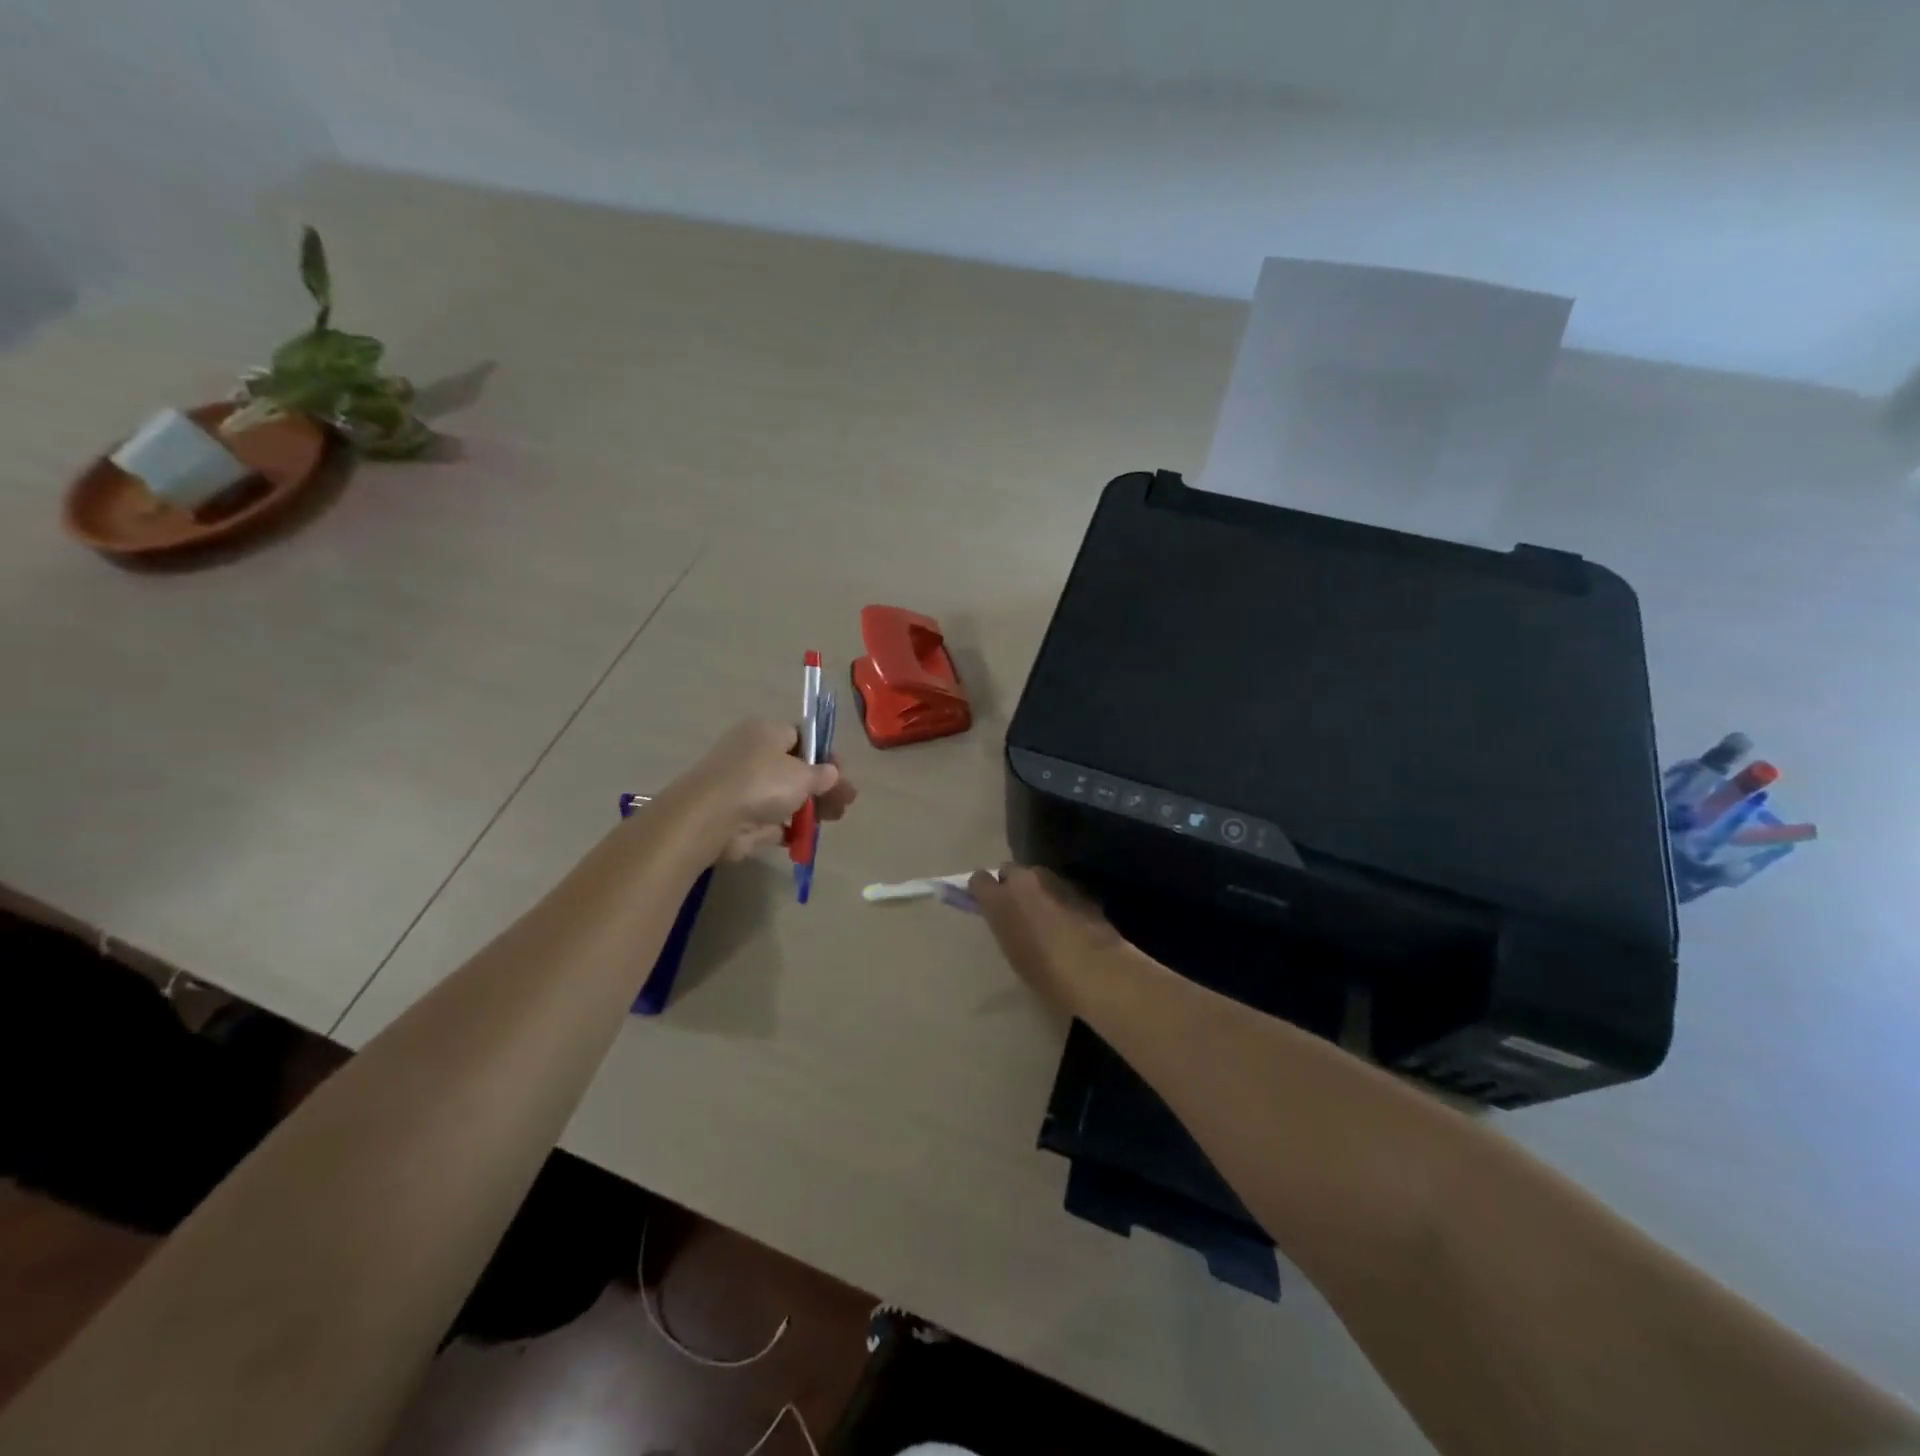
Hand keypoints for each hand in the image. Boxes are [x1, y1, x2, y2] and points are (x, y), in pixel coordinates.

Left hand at [667, 718, 856, 861]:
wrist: (711, 818)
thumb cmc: (761, 783)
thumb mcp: (802, 774)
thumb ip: (822, 775)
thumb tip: (831, 773)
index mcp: (766, 732)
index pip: (801, 737)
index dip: (824, 754)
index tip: (840, 772)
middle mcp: (753, 755)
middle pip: (796, 769)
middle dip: (823, 786)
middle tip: (846, 802)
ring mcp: (745, 787)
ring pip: (785, 795)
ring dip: (811, 807)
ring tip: (834, 819)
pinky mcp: (740, 816)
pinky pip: (771, 819)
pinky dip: (788, 826)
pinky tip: (806, 836)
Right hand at [968, 864, 1131, 1014]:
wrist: (1095, 970)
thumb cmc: (1044, 972)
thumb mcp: (1012, 951)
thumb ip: (1004, 925)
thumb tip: (1006, 916)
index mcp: (1000, 898)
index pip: (979, 879)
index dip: (982, 890)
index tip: (986, 902)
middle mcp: (1025, 880)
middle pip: (1011, 870)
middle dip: (1011, 884)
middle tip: (1017, 908)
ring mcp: (1055, 880)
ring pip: (1038, 878)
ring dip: (1038, 890)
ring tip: (1046, 916)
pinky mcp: (1080, 888)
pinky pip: (1061, 889)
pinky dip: (1061, 899)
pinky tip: (1070, 921)